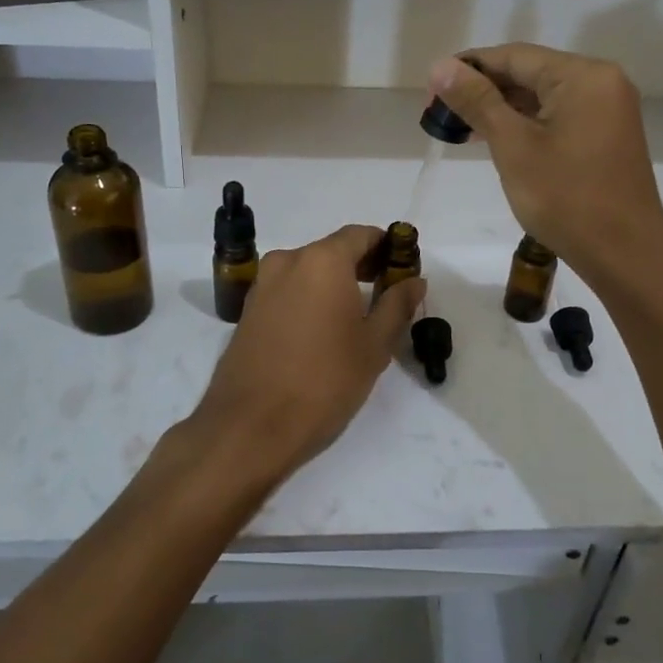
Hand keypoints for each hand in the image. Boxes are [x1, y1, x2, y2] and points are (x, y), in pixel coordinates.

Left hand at [185, 225, 423, 491]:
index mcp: (322, 260)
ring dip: (334, 284)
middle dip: (362, 266)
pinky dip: (309, 298)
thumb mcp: (373, 345)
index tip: (403, 269)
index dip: (386, 246)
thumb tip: (414, 280)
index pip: (361, 235)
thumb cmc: (324, 382)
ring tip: (356, 318)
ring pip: (308, 271)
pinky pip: (288, 291)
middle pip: (333, 250)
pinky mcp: (248, 310)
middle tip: (387, 295)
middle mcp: (288, 261)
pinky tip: (323, 331)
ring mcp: (263, 285)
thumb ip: (396, 305)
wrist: (250, 427)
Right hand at [429, 45, 662, 287]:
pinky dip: (526, 123)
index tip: (431, 91)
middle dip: (483, 90)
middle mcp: (601, 82)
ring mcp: (608, 109)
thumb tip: (440, 66)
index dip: (468, 68)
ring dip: (501, 108)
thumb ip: (477, 100)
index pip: (513, 56)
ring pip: (543, 96)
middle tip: (440, 113)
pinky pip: (558, 116)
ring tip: (459, 127)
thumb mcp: (513, 146)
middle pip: (529, 72)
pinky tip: (495, 138)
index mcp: (583, 75)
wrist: (625, 255)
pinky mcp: (607, 135)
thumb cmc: (566, 198)